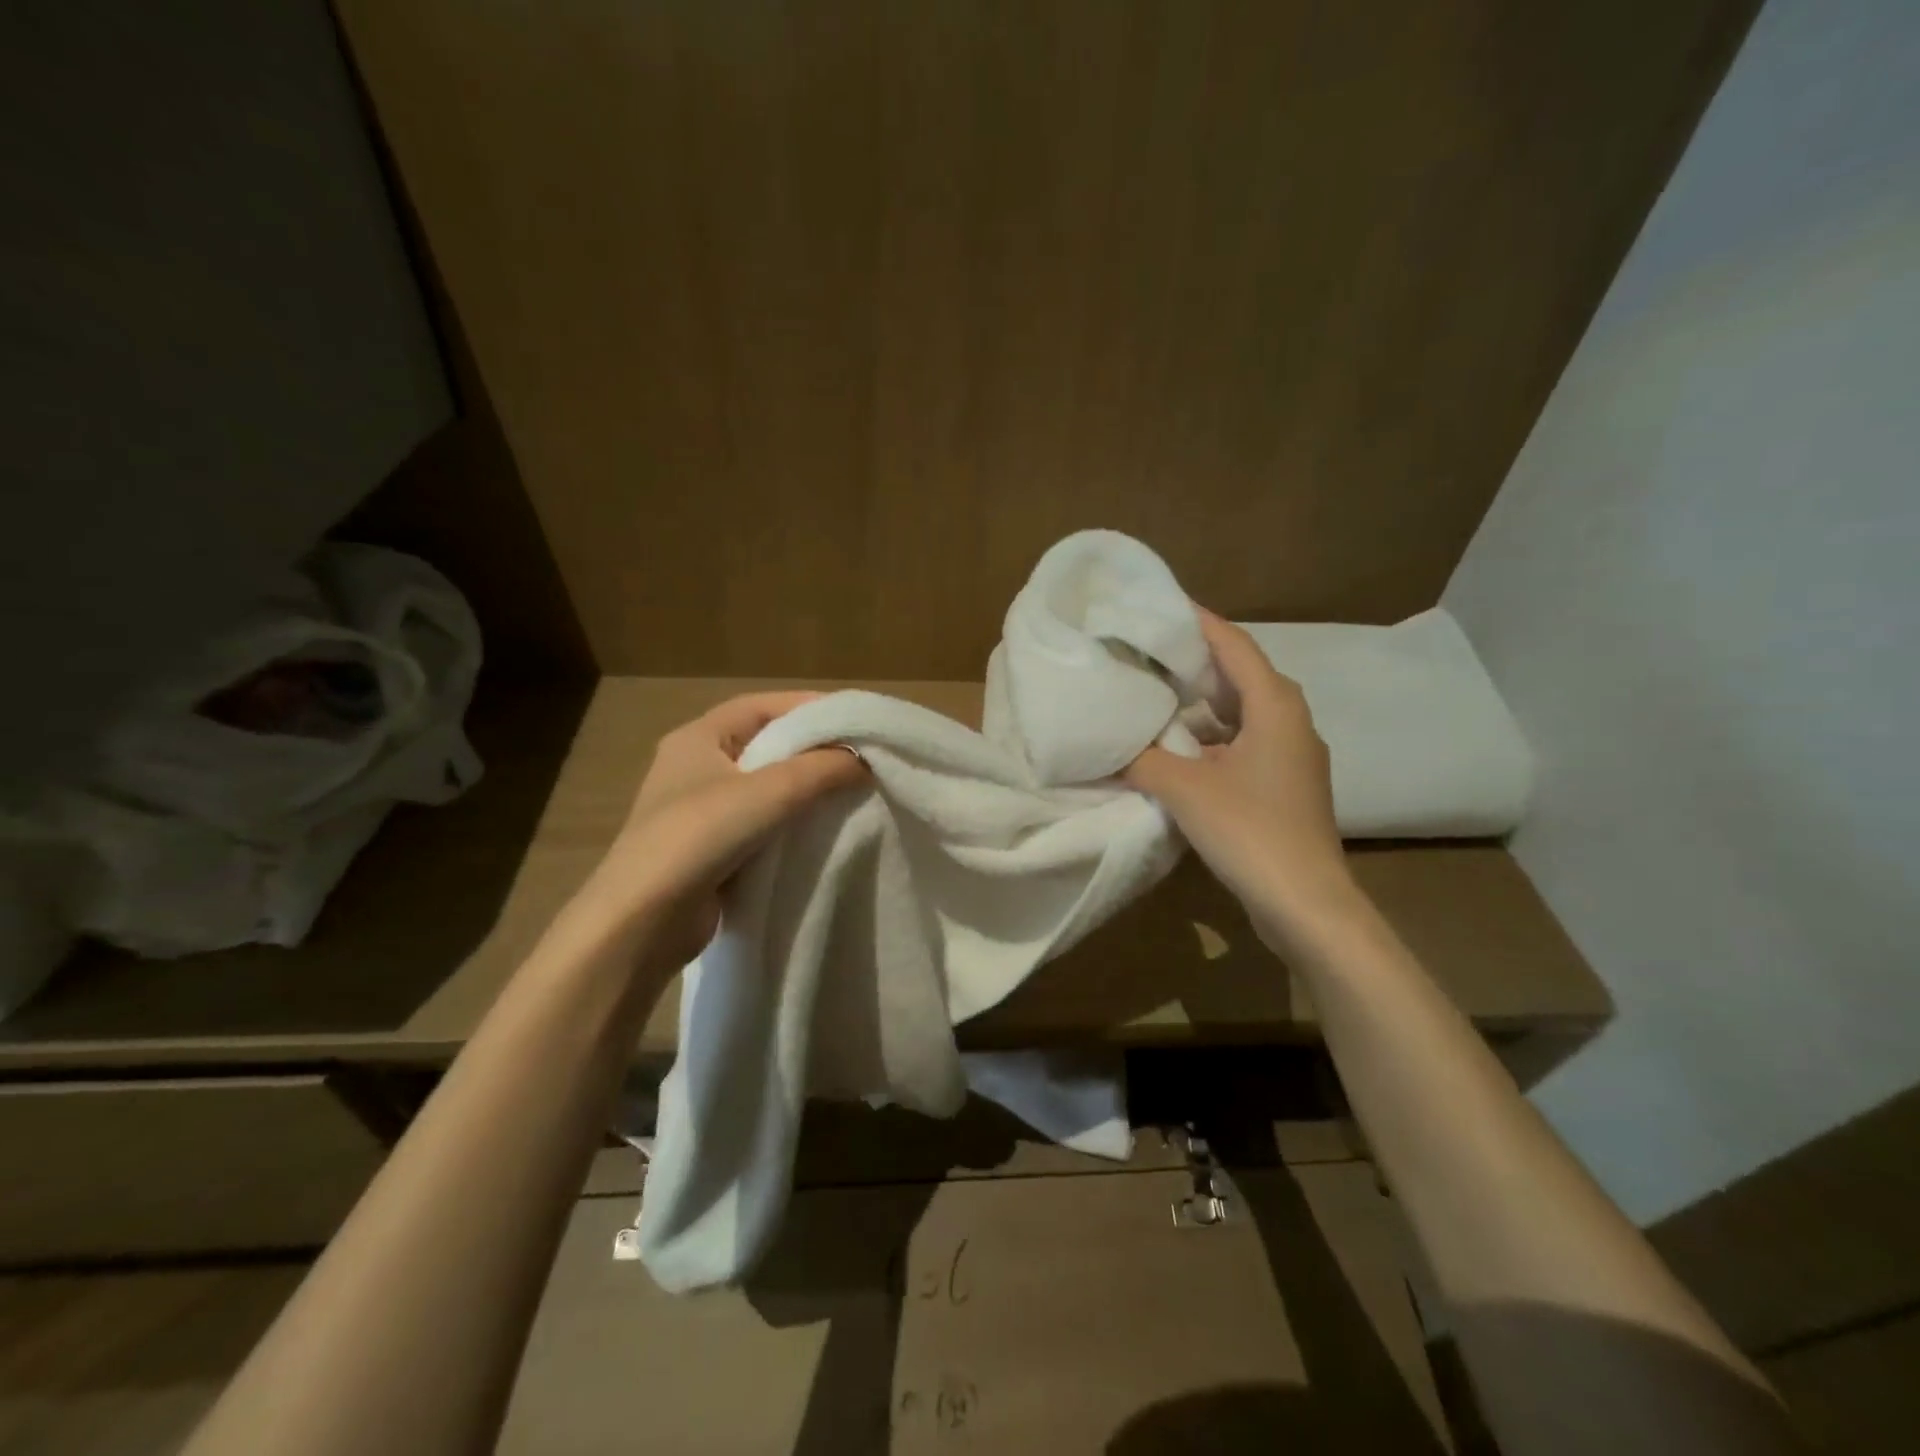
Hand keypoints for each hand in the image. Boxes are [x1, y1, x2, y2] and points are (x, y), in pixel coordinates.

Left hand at [587, 692, 866, 966]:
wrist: (641, 922)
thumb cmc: (698, 837)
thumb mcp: (767, 793)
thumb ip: (820, 770)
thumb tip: (864, 759)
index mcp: (697, 738)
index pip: (760, 706)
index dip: (807, 706)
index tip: (854, 718)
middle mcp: (696, 767)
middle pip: (765, 744)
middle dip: (811, 748)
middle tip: (860, 755)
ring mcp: (700, 810)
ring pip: (764, 787)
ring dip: (803, 788)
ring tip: (850, 790)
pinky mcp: (710, 849)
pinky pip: (760, 823)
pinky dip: (790, 822)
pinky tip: (822, 829)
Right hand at [1124, 611, 1359, 951]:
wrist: (1306, 903)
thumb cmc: (1250, 831)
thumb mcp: (1185, 789)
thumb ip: (1143, 759)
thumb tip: (1109, 744)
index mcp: (1276, 706)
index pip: (1233, 645)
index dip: (1198, 621)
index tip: (1160, 605)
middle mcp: (1291, 721)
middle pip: (1240, 676)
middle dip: (1194, 661)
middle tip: (1147, 650)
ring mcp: (1292, 756)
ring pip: (1241, 713)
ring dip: (1201, 703)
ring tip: (1155, 693)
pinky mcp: (1285, 786)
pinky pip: (1243, 743)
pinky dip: (1210, 738)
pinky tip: (1177, 749)